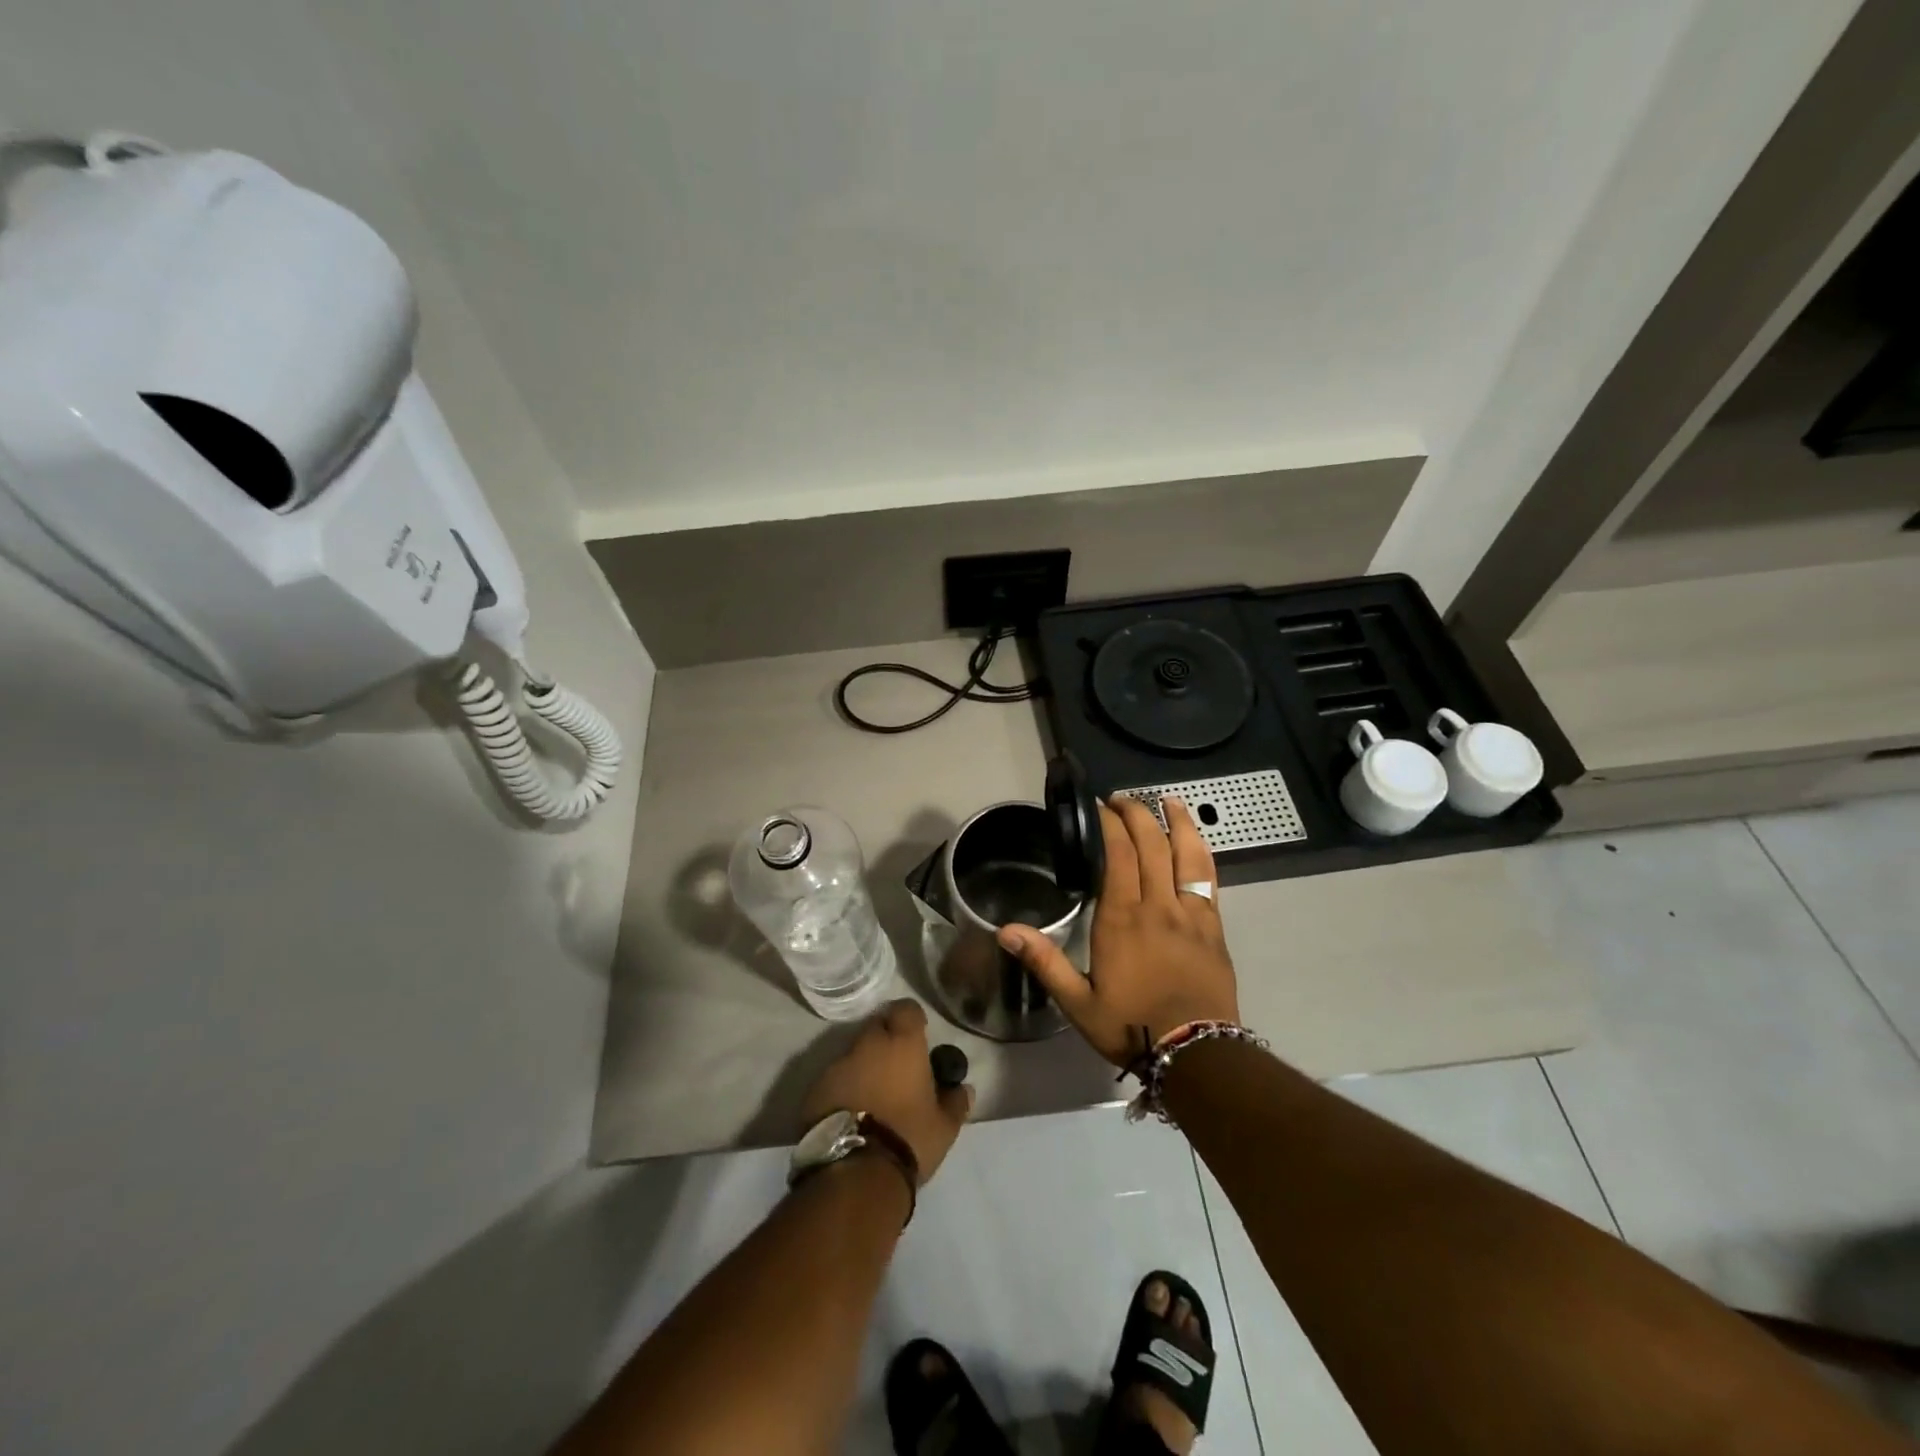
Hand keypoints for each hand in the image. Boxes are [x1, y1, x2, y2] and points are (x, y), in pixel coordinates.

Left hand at [799, 999, 973, 1183]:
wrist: (855, 1174)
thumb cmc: (908, 1139)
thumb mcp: (944, 1126)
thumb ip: (955, 1101)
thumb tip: (963, 1088)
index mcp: (902, 1043)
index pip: (906, 1009)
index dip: (912, 1019)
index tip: (918, 1036)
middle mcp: (867, 1044)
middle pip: (876, 1027)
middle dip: (886, 1041)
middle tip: (896, 1067)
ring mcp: (836, 1065)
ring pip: (853, 1054)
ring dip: (863, 1066)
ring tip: (873, 1096)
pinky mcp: (814, 1090)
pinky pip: (833, 1079)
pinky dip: (844, 1088)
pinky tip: (851, 1113)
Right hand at [999, 797, 1239, 1067]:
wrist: (1197, 1054)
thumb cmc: (1132, 1026)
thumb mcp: (1079, 1002)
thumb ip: (1045, 961)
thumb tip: (1005, 930)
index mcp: (1122, 919)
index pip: (1118, 855)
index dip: (1110, 825)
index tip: (1099, 807)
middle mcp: (1158, 906)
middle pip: (1151, 845)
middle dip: (1137, 815)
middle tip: (1122, 799)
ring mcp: (1190, 913)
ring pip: (1186, 854)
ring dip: (1177, 822)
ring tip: (1168, 800)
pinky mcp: (1214, 926)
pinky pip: (1208, 878)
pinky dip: (1200, 851)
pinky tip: (1194, 841)